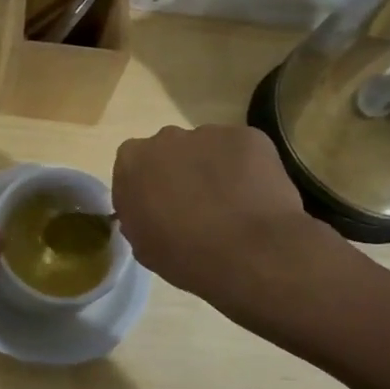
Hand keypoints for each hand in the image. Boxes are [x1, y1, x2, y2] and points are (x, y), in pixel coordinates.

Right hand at [112, 125, 353, 321]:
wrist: (250, 253)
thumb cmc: (186, 255)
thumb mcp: (143, 246)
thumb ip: (138, 217)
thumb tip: (149, 211)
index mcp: (133, 161)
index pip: (133, 167)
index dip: (148, 188)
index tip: (160, 210)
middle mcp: (166, 137)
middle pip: (170, 151)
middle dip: (180, 173)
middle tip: (197, 207)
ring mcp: (210, 133)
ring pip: (208, 149)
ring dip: (214, 170)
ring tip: (232, 206)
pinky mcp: (248, 136)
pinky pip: (242, 151)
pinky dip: (247, 170)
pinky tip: (256, 198)